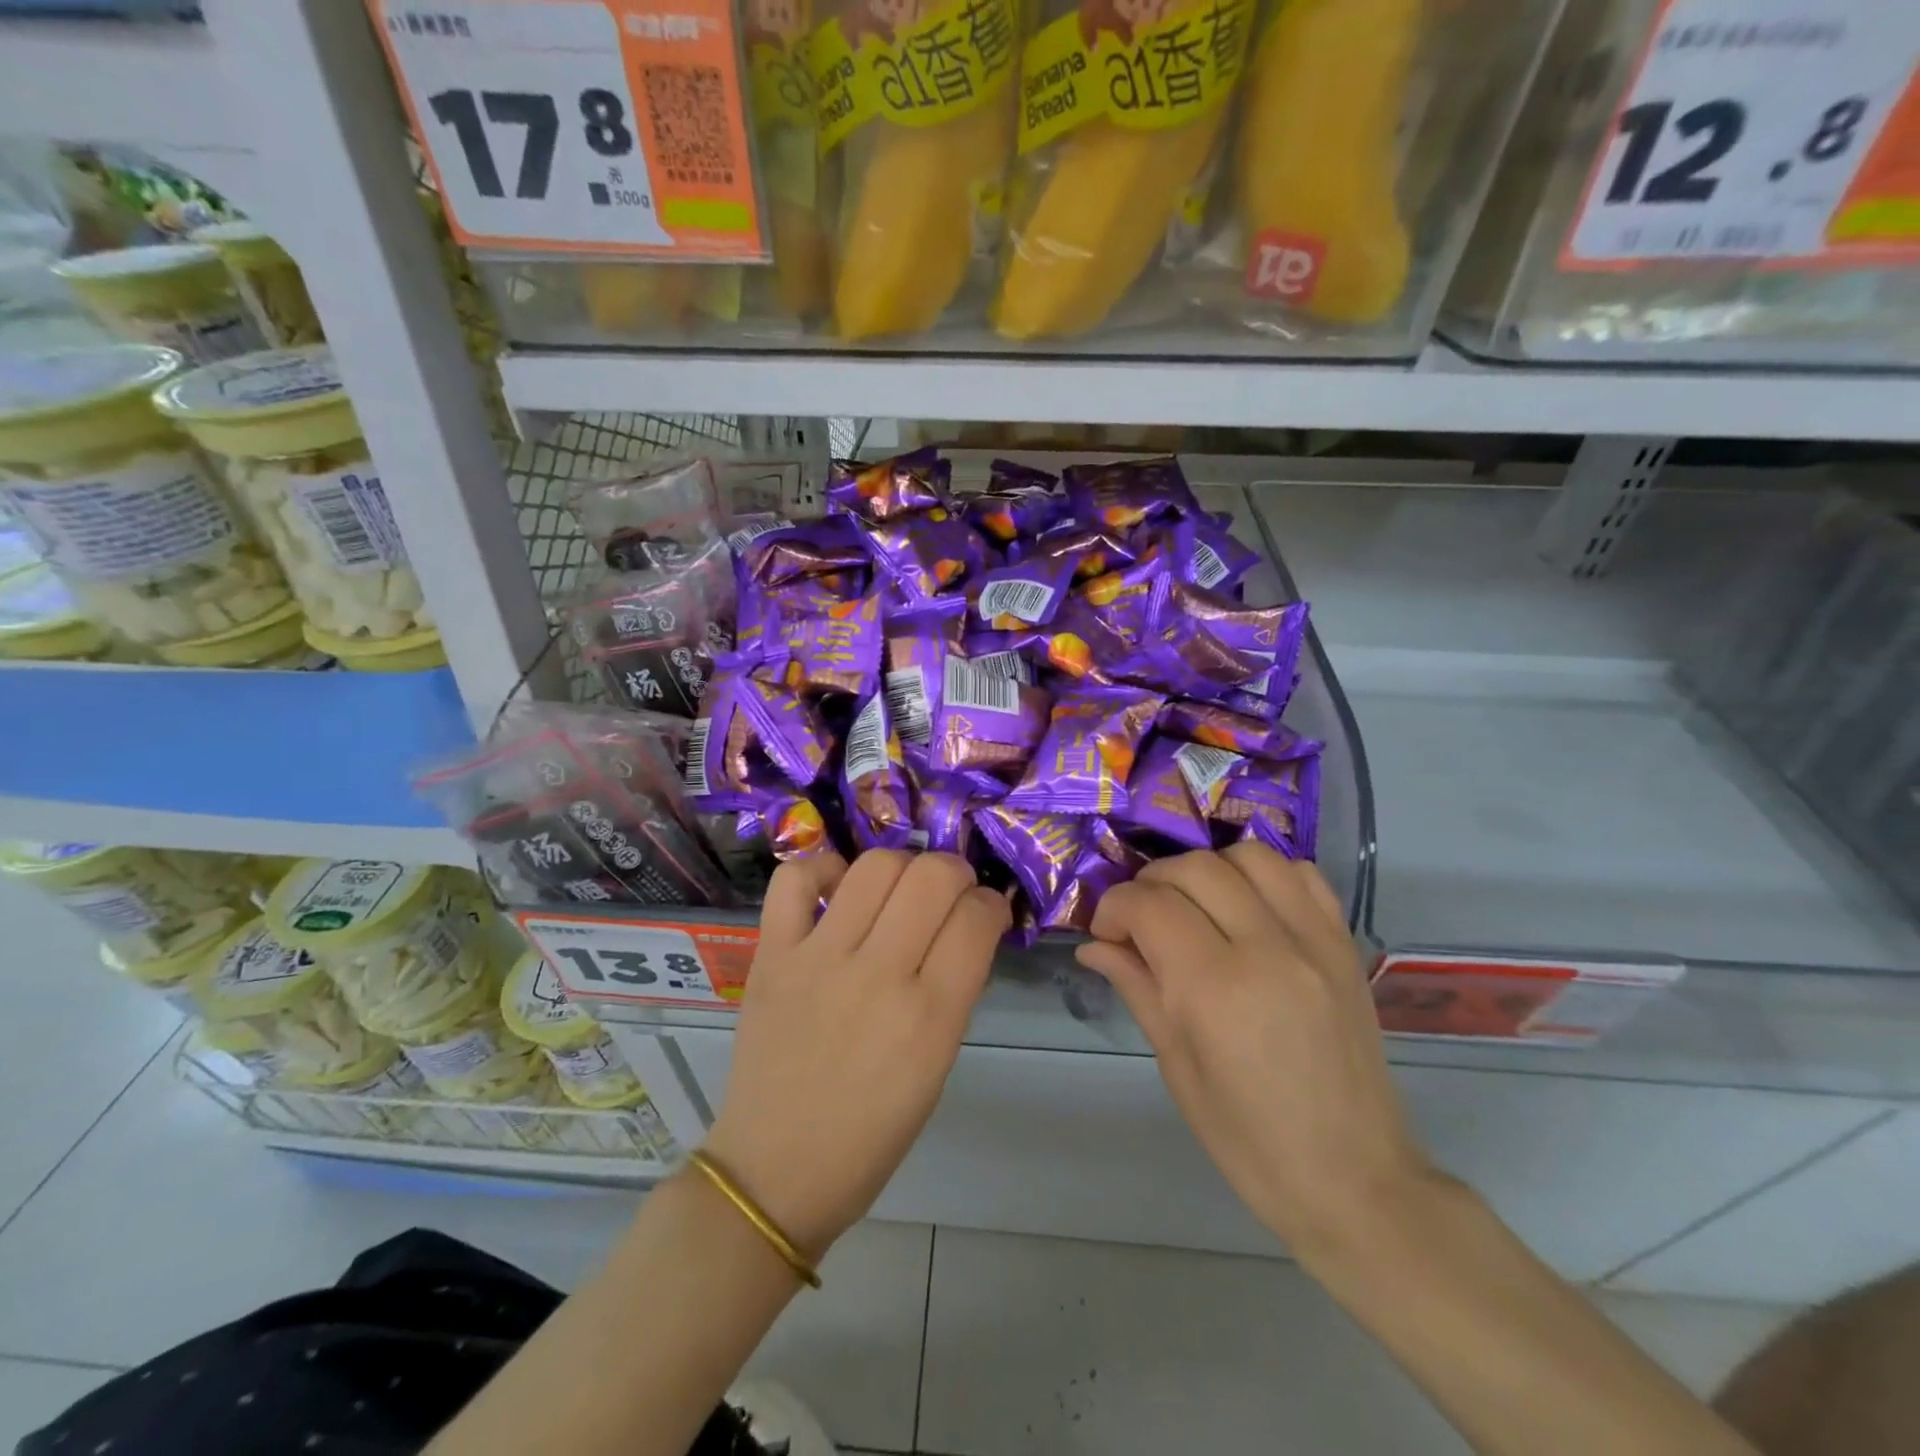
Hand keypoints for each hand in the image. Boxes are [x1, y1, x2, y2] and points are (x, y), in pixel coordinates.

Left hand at [703, 850, 1009, 1258]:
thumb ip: (955, 989)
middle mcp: (877, 976)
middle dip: (956, 872)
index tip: (986, 913)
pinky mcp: (771, 955)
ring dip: (902, 865)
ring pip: (875, 866)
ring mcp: (818, 960)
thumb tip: (968, 927)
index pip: (977, 920)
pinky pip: (794, 880)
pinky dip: (823, 869)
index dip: (992, 905)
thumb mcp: (936, 1066)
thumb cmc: (871, 1133)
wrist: (775, 1171)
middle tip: (950, 894)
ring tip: (899, 889)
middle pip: (932, 877)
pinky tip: (838, 889)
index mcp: (929, 1018)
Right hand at [1075, 843, 1434, 1251]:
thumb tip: (1094, 944)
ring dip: (1207, 869)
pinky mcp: (1344, 944)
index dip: (1114, 908)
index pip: (1149, 905)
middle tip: (1141, 920)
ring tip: (1194, 905)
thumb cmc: (1249, 1140)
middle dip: (1151, 884)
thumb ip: (1137, 987)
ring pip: (1249, 856)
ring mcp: (1314, 941)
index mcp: (1215, 989)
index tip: (1107, 933)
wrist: (1355, 1179)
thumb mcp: (1177, 1067)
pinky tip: (1246, 906)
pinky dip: (1262, 875)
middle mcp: (1268, 949)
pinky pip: (1301, 875)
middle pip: (1194, 868)